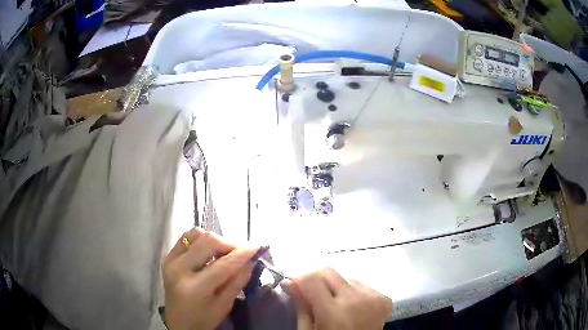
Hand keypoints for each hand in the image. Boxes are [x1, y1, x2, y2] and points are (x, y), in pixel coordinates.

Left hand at [163, 228, 257, 329]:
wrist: (178, 322)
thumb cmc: (203, 319)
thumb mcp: (224, 306)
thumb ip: (237, 282)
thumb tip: (250, 260)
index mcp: (194, 288)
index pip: (222, 265)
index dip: (241, 253)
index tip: (257, 247)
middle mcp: (178, 269)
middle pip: (208, 242)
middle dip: (230, 243)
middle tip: (243, 250)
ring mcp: (170, 260)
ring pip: (196, 234)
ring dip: (215, 240)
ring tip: (226, 251)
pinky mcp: (168, 256)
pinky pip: (186, 238)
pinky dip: (201, 240)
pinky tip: (210, 251)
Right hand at [282, 267, 391, 329]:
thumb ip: (301, 306)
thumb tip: (289, 282)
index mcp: (333, 312)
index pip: (312, 278)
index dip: (299, 277)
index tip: (293, 283)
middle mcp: (355, 299)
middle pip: (329, 272)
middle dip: (316, 279)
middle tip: (312, 293)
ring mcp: (373, 298)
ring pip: (345, 278)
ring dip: (336, 288)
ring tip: (335, 305)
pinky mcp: (384, 299)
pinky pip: (361, 285)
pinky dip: (352, 293)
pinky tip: (351, 307)